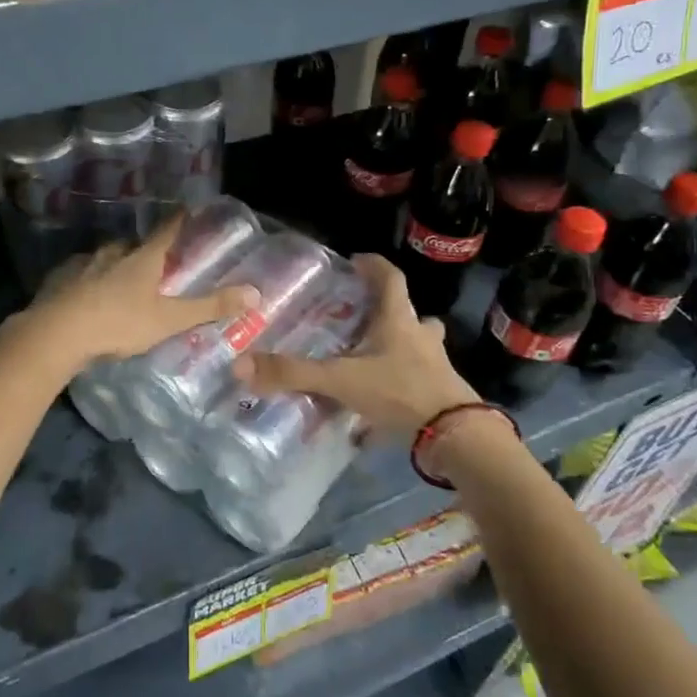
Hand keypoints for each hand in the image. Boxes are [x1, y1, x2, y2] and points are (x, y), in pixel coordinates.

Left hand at [18, 217, 258, 374]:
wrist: (56, 334)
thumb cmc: (119, 323)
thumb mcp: (168, 319)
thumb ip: (209, 307)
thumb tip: (255, 293)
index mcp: (142, 259)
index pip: (166, 231)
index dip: (178, 220)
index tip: (187, 209)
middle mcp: (113, 253)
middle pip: (133, 245)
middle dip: (144, 251)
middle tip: (153, 263)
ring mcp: (83, 264)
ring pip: (104, 258)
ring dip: (114, 265)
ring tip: (120, 282)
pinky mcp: (59, 279)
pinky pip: (79, 274)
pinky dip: (87, 280)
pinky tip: (86, 295)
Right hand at [235, 254, 480, 434]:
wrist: (454, 436)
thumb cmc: (400, 392)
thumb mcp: (341, 380)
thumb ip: (293, 373)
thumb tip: (241, 364)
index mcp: (398, 321)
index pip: (391, 279)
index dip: (375, 266)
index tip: (358, 260)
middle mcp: (420, 337)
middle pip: (410, 313)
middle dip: (388, 310)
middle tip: (364, 314)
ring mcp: (435, 366)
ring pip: (419, 345)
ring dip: (400, 344)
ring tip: (373, 354)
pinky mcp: (440, 394)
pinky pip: (418, 379)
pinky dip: (400, 381)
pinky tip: (381, 399)